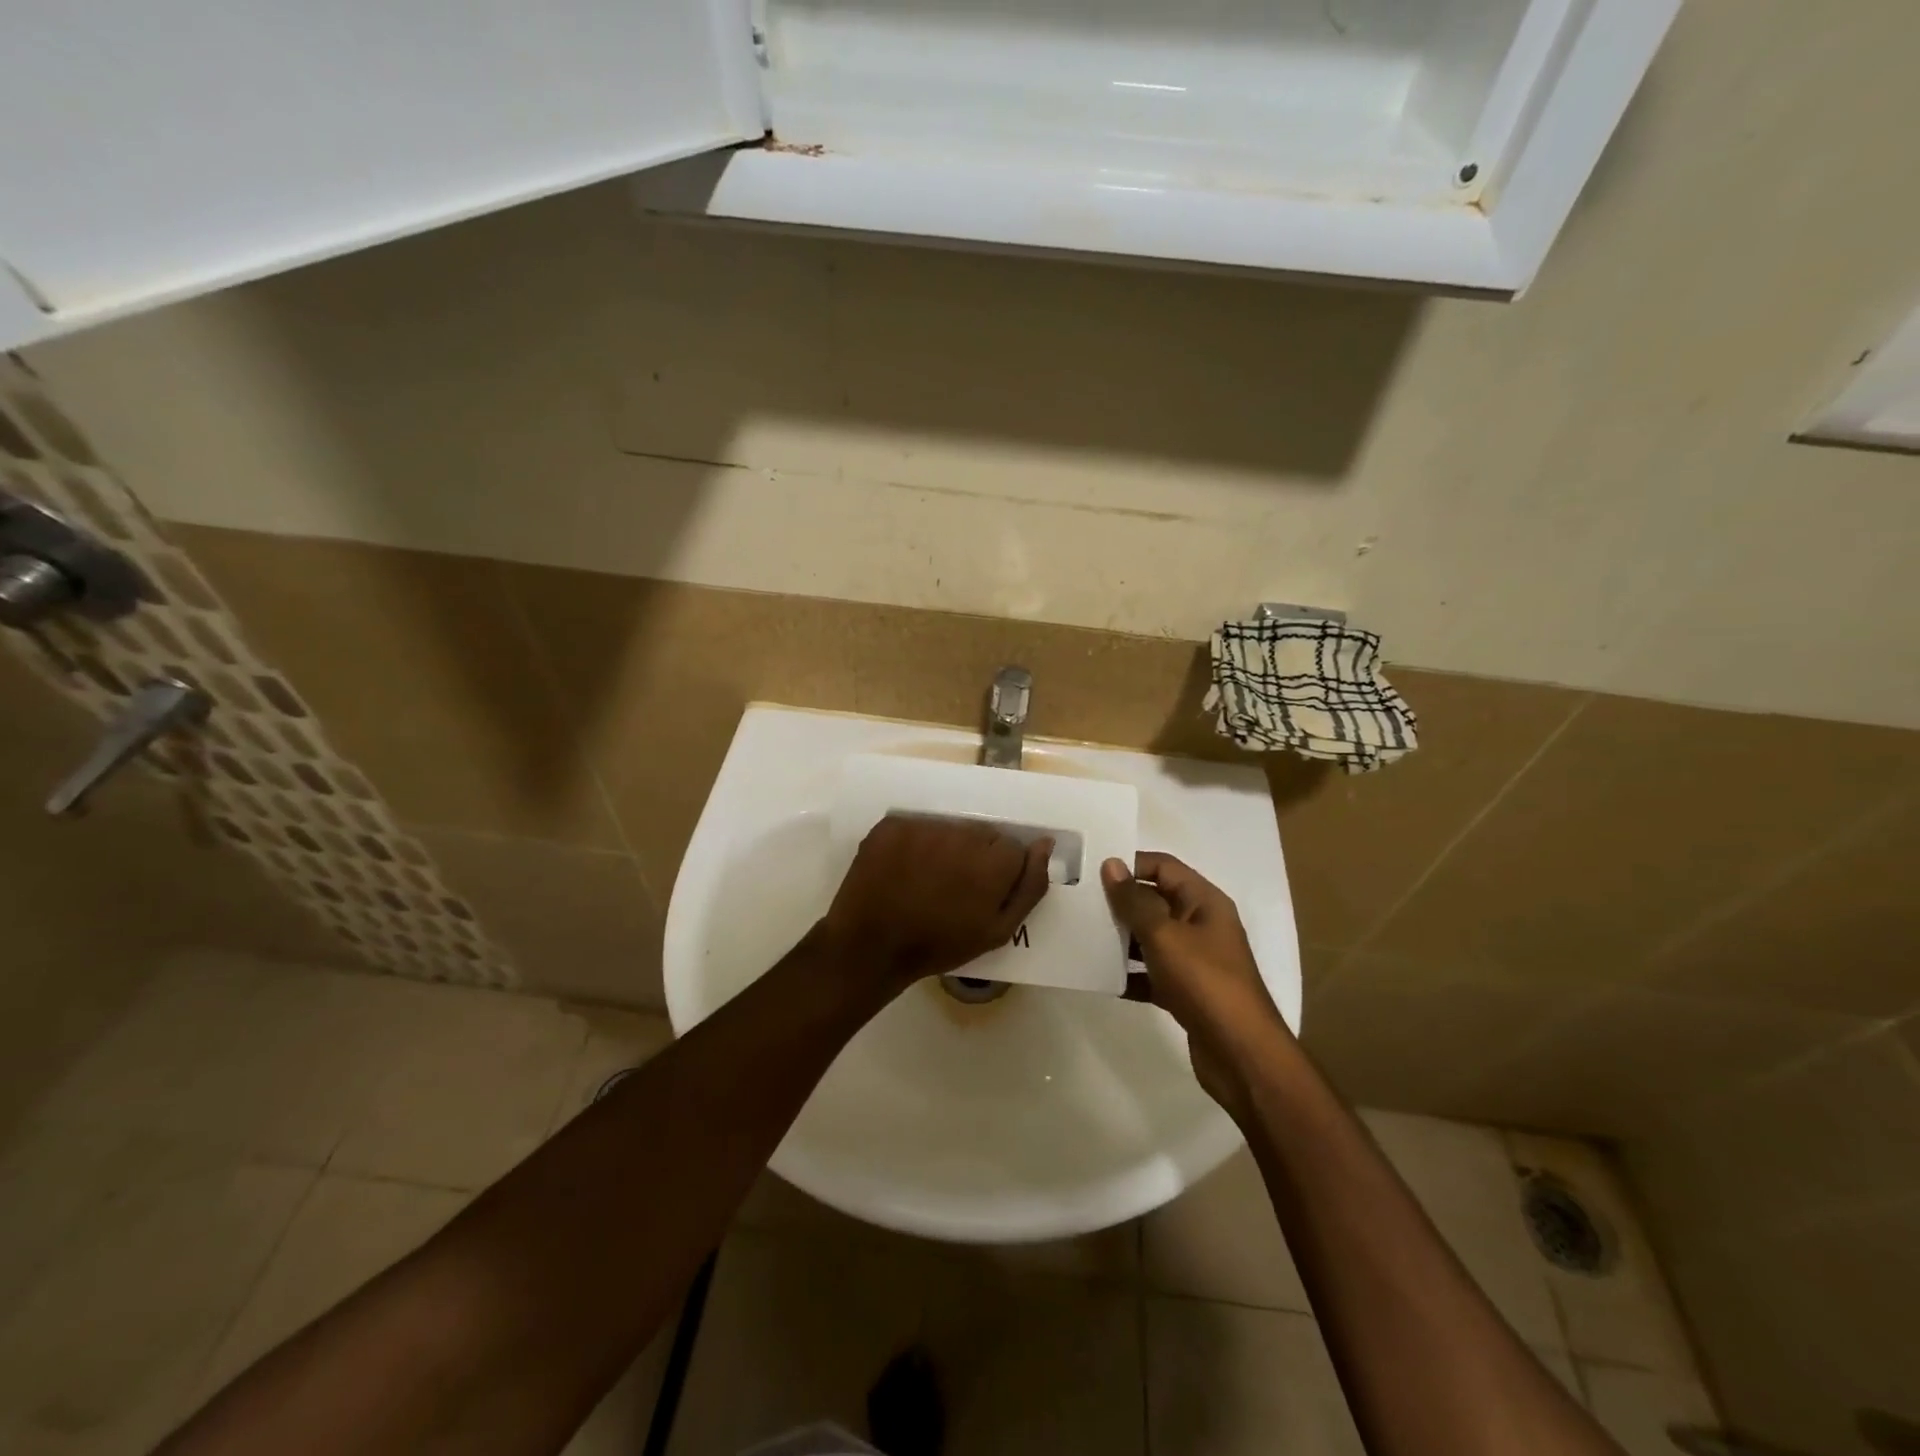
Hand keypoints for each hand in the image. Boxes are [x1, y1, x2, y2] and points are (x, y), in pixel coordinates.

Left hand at [819, 815, 1051, 992]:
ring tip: (927, 878)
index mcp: (991, 861)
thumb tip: (1045, 844)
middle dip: (975, 855)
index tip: (982, 892)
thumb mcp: (997, 930)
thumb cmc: (940, 944)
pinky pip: (918, 825)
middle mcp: (960, 834)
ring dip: (946, 847)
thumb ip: (1029, 886)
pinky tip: (905, 868)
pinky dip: (916, 842)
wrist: (871, 946)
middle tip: (954, 887)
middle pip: (982, 833)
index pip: (1012, 848)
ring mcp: (923, 826)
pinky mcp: (893, 824)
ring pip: (950, 828)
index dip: (1000, 872)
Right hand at [1102, 852, 1289, 1113]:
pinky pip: (1151, 972)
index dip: (1130, 864)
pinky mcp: (1186, 991)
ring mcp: (1194, 960)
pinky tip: (1100, 978)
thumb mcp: (1165, 936)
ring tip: (1082, 936)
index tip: (1091, 870)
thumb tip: (1111, 864)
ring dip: (1121, 938)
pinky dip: (1130, 973)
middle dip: (1120, 901)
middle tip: (1079, 902)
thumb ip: (1135, 901)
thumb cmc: (1205, 982)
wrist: (1241, 1055)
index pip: (1163, 866)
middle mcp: (1201, 924)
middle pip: (1155, 901)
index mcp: (1204, 902)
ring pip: (1151, 938)